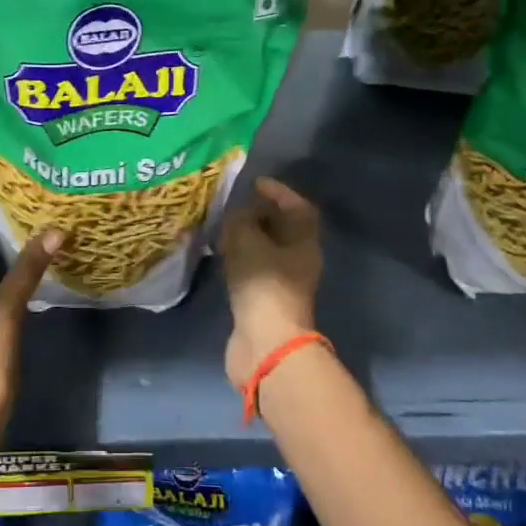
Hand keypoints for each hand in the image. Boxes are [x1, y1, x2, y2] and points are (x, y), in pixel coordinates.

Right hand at [219, 177, 322, 389]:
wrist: (265, 342)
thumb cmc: (263, 284)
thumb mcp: (246, 240)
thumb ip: (240, 219)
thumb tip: (237, 213)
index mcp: (304, 241)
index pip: (298, 206)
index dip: (278, 191)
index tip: (253, 183)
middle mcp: (299, 259)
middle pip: (283, 228)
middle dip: (258, 213)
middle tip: (232, 204)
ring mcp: (283, 282)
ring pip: (266, 249)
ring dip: (247, 236)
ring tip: (221, 226)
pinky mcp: (265, 300)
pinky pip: (253, 268)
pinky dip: (239, 257)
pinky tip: (221, 254)